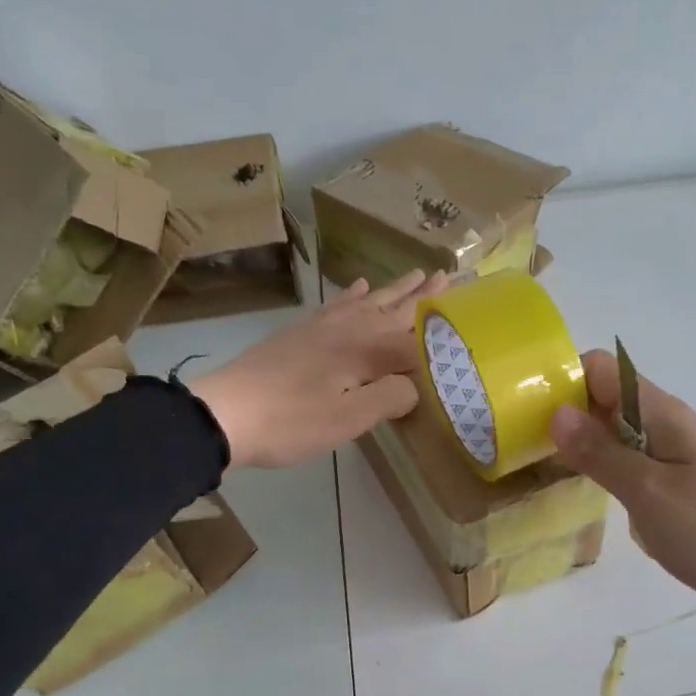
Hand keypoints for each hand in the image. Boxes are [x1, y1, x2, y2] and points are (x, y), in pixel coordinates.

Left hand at [190, 270, 448, 468]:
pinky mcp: (301, 333)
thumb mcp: (348, 420)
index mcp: (366, 351)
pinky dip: (353, 295)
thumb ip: (390, 398)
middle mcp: (349, 329)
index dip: (443, 333)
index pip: (416, 340)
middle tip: (451, 276)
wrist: (225, 413)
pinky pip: (336, 305)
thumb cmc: (291, 422)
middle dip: (424, 297)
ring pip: (369, 302)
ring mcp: (322, 327)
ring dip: (395, 290)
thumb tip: (417, 384)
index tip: (470, 317)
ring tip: (418, 274)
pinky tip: (359, 286)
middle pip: (395, 310)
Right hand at [550, 350, 695, 638]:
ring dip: (582, 444)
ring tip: (542, 468)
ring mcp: (671, 457)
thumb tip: (556, 412)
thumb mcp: (648, 493)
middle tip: (526, 447)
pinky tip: (583, 492)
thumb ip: (600, 453)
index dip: (567, 380)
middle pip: (605, 399)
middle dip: (566, 414)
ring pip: (615, 434)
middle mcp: (665, 425)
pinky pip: (629, 464)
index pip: (603, 369)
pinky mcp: (674, 486)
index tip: (531, 413)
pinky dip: (604, 470)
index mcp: (662, 414)